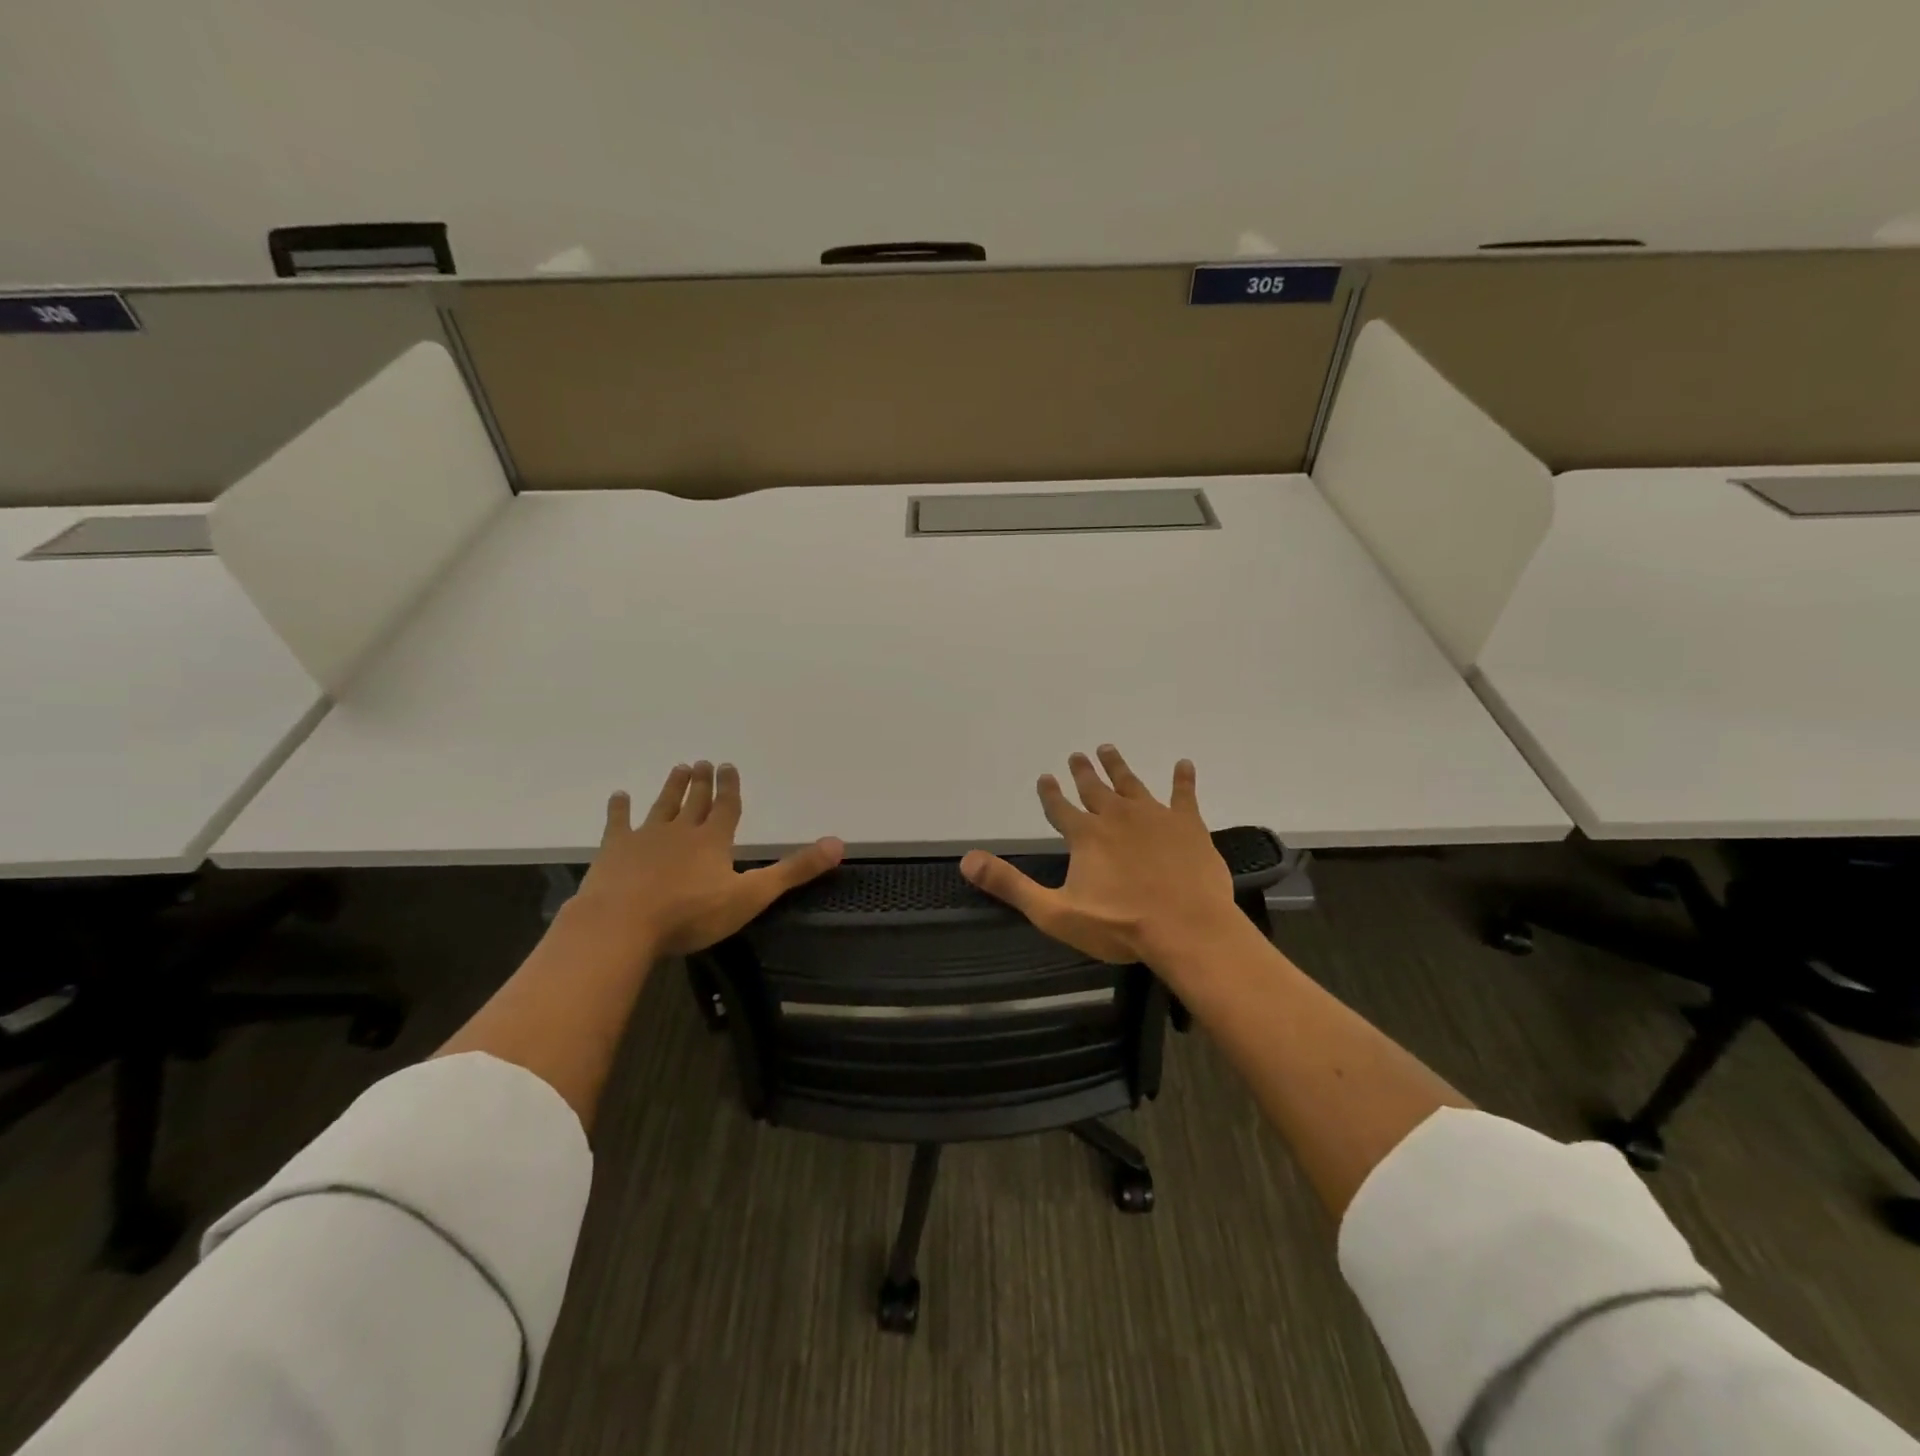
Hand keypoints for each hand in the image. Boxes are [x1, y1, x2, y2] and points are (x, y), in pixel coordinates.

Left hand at [574, 761, 844, 956]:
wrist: (623, 924)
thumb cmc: (691, 913)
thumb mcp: (751, 896)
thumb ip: (794, 871)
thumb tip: (838, 844)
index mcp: (713, 840)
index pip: (726, 807)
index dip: (730, 788)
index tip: (727, 766)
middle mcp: (681, 831)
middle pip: (694, 801)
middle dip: (701, 782)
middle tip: (702, 761)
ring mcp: (645, 838)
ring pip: (662, 806)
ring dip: (671, 788)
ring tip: (678, 768)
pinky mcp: (615, 851)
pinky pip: (618, 823)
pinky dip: (619, 809)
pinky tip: (619, 796)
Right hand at [960, 745, 1242, 969]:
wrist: (1186, 928)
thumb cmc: (1119, 925)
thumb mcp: (1055, 912)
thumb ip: (1011, 885)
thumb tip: (967, 860)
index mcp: (1086, 836)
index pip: (1060, 808)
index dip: (1050, 793)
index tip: (1045, 777)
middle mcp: (1116, 816)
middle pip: (1094, 789)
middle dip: (1083, 772)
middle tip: (1078, 754)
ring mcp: (1154, 817)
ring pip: (1131, 784)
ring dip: (1118, 767)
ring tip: (1108, 749)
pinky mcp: (1188, 825)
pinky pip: (1184, 794)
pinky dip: (1183, 779)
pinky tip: (1184, 764)